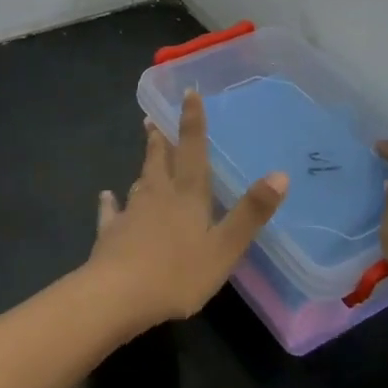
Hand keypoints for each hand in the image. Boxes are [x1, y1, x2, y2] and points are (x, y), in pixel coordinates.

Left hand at [87, 89, 288, 330]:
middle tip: (152, 118)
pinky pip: (111, 213)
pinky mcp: (110, 233)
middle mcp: (157, 195)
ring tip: (145, 156)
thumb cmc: (179, 273)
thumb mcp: (225, 247)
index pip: (192, 149)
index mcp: (187, 195)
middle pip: (159, 160)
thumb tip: (280, 174)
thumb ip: (251, 213)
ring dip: (144, 166)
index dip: (192, 121)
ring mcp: (130, 213)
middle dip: (159, 139)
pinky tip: (106, 197)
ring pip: (139, 182)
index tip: (188, 93)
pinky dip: (110, 203)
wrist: (119, 294)